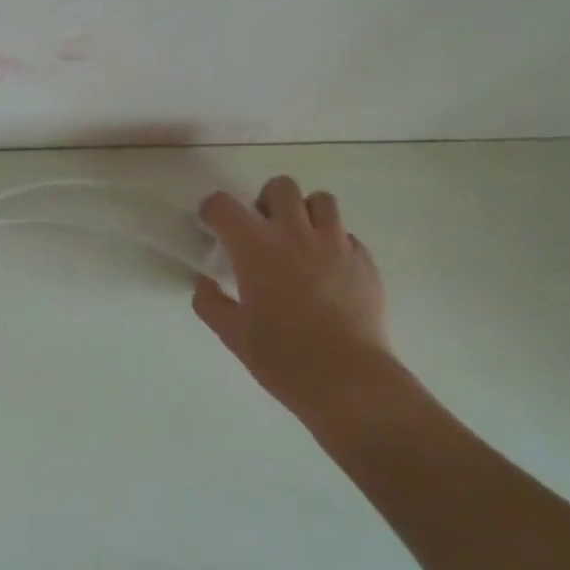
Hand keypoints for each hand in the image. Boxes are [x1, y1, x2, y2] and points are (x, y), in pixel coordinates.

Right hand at [192, 176, 398, 431]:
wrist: (349, 381)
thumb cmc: (282, 358)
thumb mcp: (233, 335)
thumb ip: (210, 303)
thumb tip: (204, 283)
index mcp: (256, 248)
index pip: (224, 205)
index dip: (212, 210)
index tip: (212, 225)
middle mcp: (295, 234)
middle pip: (280, 187)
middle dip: (265, 201)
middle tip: (262, 231)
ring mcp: (335, 244)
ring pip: (321, 201)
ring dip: (305, 212)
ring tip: (300, 241)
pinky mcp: (365, 261)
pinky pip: (347, 235)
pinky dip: (333, 242)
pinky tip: (328, 270)